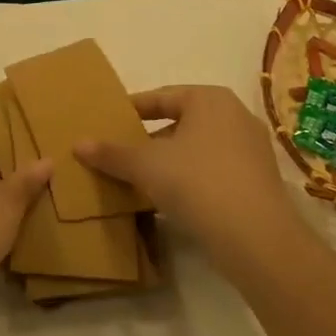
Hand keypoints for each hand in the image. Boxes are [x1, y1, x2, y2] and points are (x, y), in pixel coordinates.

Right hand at [77, 86, 306, 266]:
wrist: (257, 238)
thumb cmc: (197, 182)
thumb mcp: (146, 166)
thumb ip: (112, 153)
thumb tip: (77, 144)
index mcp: (209, 99)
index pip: (161, 97)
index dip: (131, 110)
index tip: (108, 122)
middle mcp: (235, 115)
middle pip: (180, 122)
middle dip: (149, 138)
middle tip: (120, 152)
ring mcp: (251, 149)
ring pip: (197, 148)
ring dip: (168, 161)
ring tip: (138, 178)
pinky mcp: (258, 181)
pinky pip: (213, 170)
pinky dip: (189, 178)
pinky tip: (168, 199)